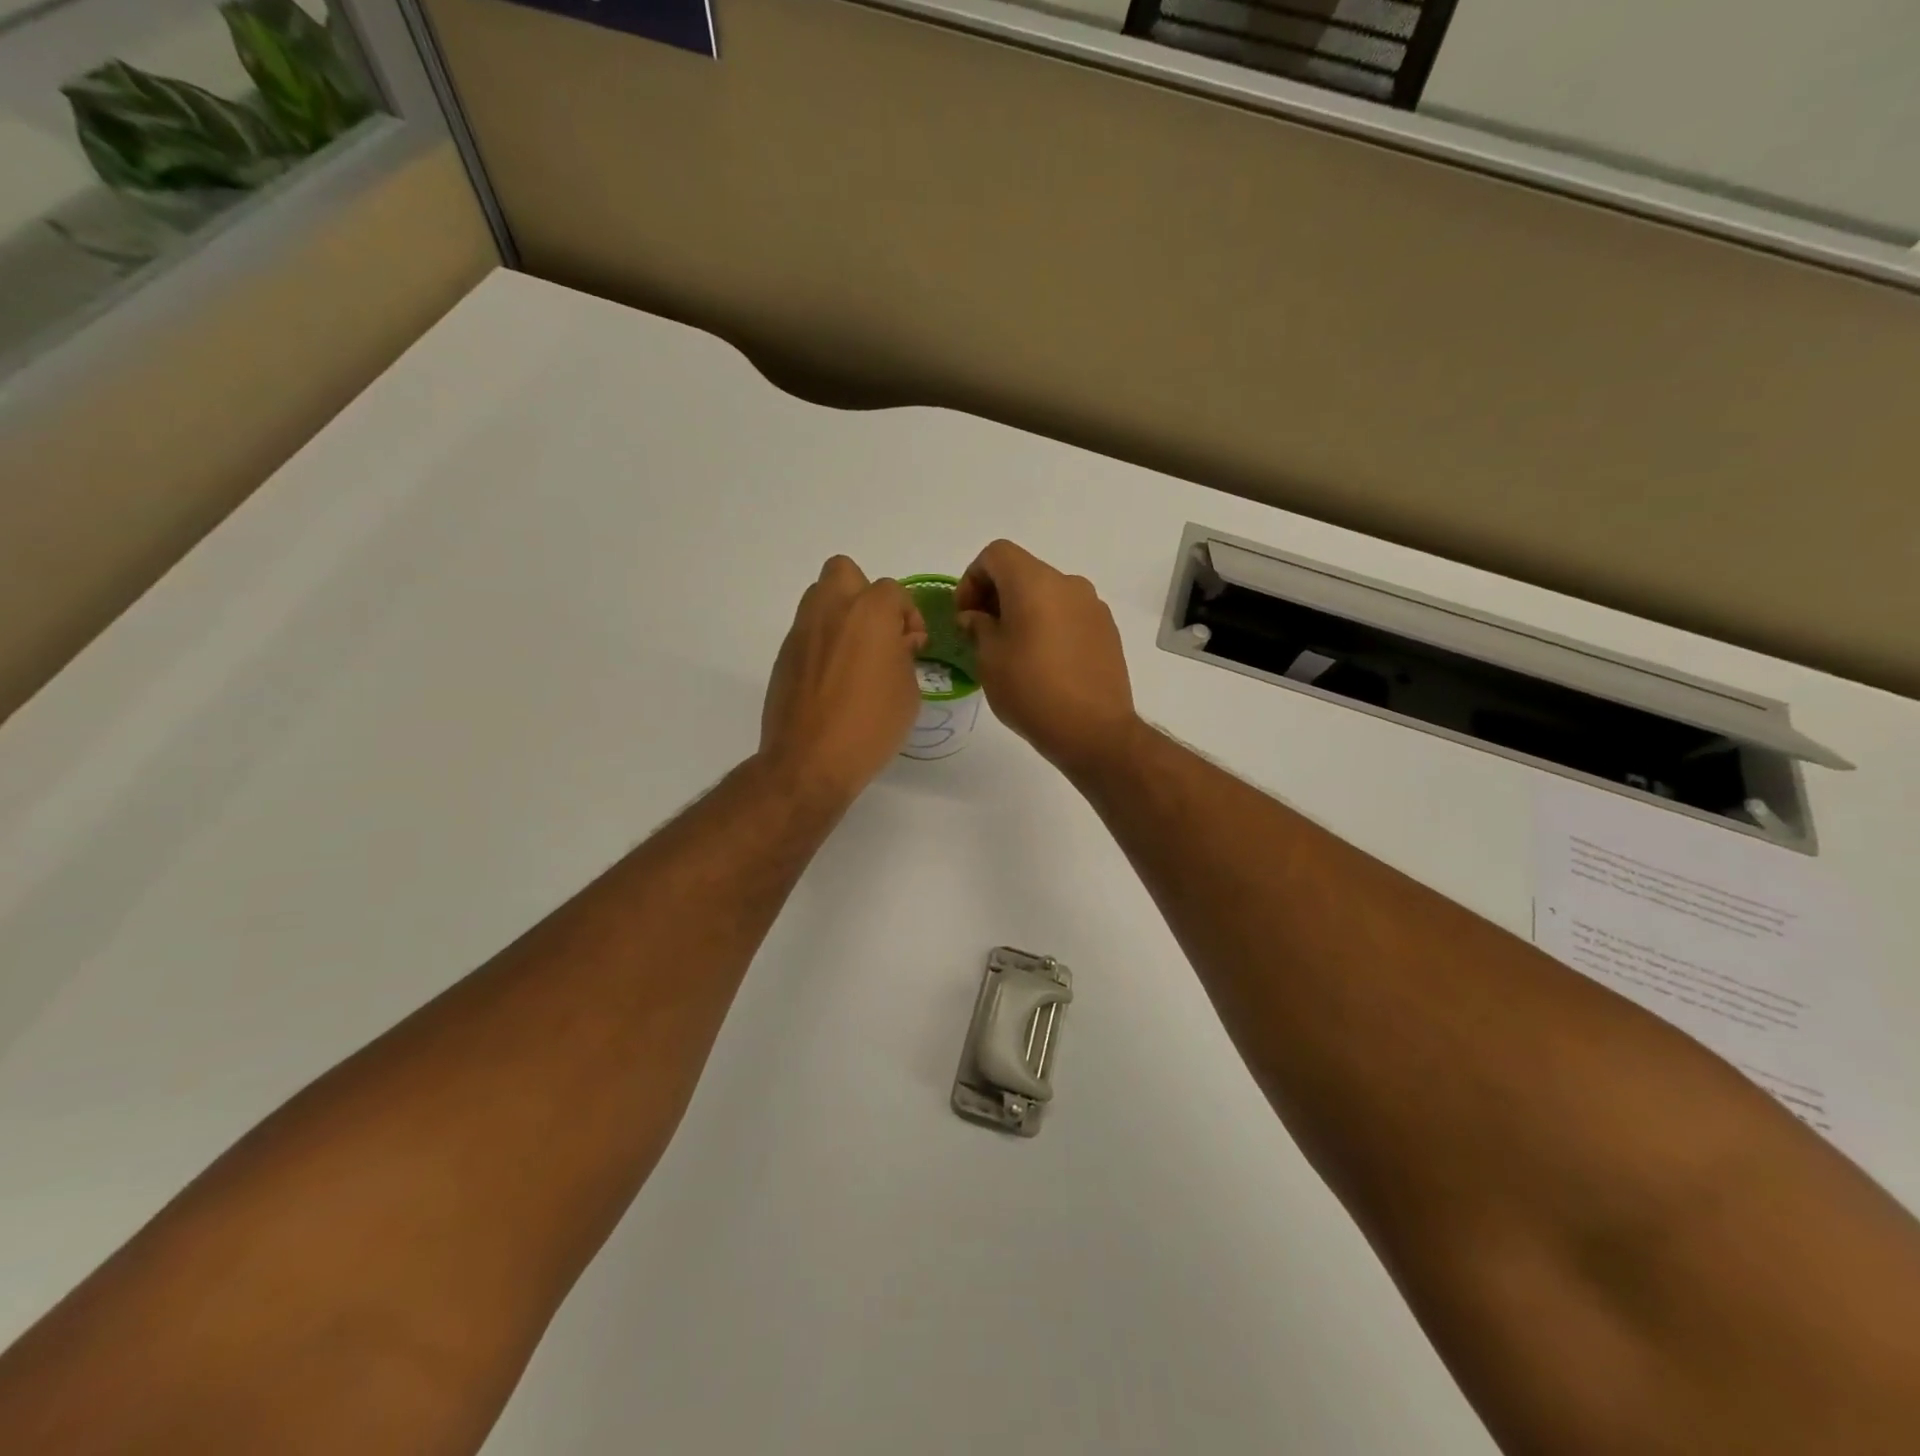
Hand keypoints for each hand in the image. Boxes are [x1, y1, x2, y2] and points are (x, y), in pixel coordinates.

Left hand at [760, 556, 926, 803]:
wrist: (809, 761)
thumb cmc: (870, 726)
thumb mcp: (908, 692)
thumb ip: (904, 655)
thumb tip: (896, 643)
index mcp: (869, 613)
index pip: (893, 592)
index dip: (908, 617)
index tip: (912, 647)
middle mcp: (831, 610)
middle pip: (845, 572)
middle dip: (864, 594)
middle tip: (877, 633)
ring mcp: (802, 631)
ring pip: (820, 597)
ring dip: (840, 614)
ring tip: (854, 654)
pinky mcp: (784, 654)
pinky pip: (807, 631)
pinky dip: (822, 642)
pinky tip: (832, 678)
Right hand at [956, 540, 1137, 775]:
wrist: (1094, 730)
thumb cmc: (1031, 691)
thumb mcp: (989, 659)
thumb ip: (978, 627)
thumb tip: (976, 617)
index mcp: (1035, 583)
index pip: (996, 554)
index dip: (972, 578)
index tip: (965, 615)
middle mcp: (1068, 584)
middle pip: (1023, 572)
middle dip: (996, 595)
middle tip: (981, 633)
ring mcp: (1093, 606)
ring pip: (1048, 594)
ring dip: (1023, 611)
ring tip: (1012, 650)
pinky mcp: (1107, 630)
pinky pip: (1069, 614)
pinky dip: (1049, 625)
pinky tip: (1044, 662)